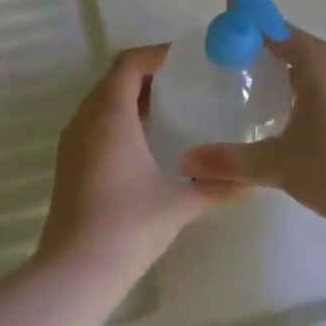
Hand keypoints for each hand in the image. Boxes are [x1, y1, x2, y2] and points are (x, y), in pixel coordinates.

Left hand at [38, 45, 244, 270]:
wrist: (75, 270)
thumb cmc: (129, 226)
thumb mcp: (180, 204)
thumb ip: (220, 187)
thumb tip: (256, 180)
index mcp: (110, 115)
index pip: (129, 63)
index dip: (157, 54)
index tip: (188, 60)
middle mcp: (85, 119)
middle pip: (114, 78)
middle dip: (148, 73)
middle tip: (186, 82)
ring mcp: (72, 141)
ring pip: (101, 100)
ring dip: (132, 96)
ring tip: (171, 107)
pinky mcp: (69, 162)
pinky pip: (94, 122)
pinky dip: (119, 117)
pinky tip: (146, 141)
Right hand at [178, 29, 325, 231]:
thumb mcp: (279, 166)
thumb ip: (231, 160)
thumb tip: (187, 161)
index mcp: (321, 67)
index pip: (279, 31)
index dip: (252, 21)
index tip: (230, 13)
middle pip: (302, 44)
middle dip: (271, 44)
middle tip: (241, 54)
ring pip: (323, 63)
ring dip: (296, 65)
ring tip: (268, 82)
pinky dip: (315, 82)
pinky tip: (304, 109)